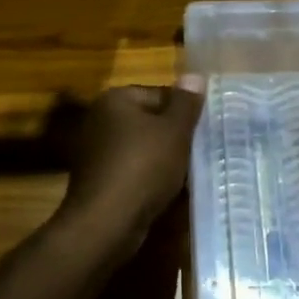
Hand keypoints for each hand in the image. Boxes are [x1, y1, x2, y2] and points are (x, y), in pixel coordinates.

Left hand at [59, 80, 205, 243]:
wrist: (106, 222)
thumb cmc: (143, 168)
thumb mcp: (174, 132)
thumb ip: (186, 103)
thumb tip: (195, 75)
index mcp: (115, 99)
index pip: (160, 93)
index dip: (185, 112)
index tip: (203, 131)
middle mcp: (99, 118)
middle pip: (150, 120)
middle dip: (174, 136)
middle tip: (199, 152)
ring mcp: (94, 150)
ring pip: (142, 147)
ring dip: (163, 159)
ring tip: (187, 174)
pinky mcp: (96, 178)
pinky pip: (131, 169)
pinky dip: (147, 177)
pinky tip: (165, 191)